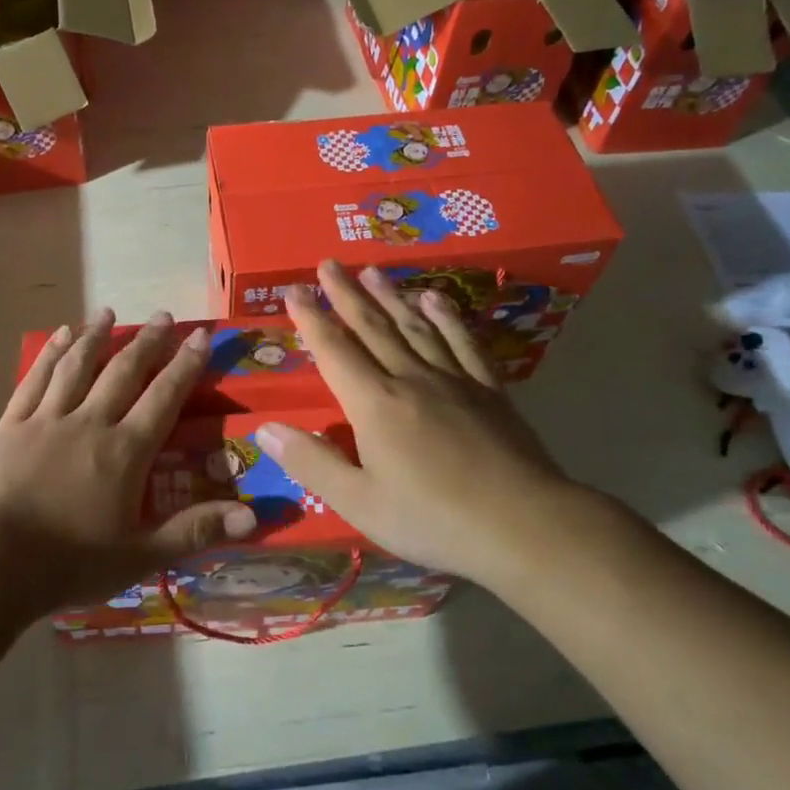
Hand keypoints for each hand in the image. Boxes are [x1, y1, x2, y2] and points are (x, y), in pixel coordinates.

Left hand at [0, 309, 258, 611]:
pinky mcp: (12, 423)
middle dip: (147, 341)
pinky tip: (60, 335)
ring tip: (108, 312)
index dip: (185, 365)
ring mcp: (48, 418)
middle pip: (124, 372)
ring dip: (95, 336)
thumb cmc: (71, 562)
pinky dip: (51, 354)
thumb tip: (255, 515)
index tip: (199, 335)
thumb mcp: (140, 556)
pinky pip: (35, 378)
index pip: (164, 397)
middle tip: (162, 315)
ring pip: (78, 366)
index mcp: (125, 451)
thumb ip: (195, 531)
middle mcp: (91, 422)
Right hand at [254, 261, 586, 581]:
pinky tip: (435, 300)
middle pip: (372, 327)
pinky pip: (463, 342)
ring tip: (372, 271)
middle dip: (346, 294)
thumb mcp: (359, 503)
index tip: (293, 289)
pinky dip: (447, 318)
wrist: (525, 526)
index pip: (333, 350)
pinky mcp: (489, 390)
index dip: (310, 318)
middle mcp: (410, 379)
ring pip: (415, 327)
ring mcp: (454, 380)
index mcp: (374, 404)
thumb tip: (264, 429)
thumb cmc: (433, 519)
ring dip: (390, 296)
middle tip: (328, 264)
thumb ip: (311, 463)